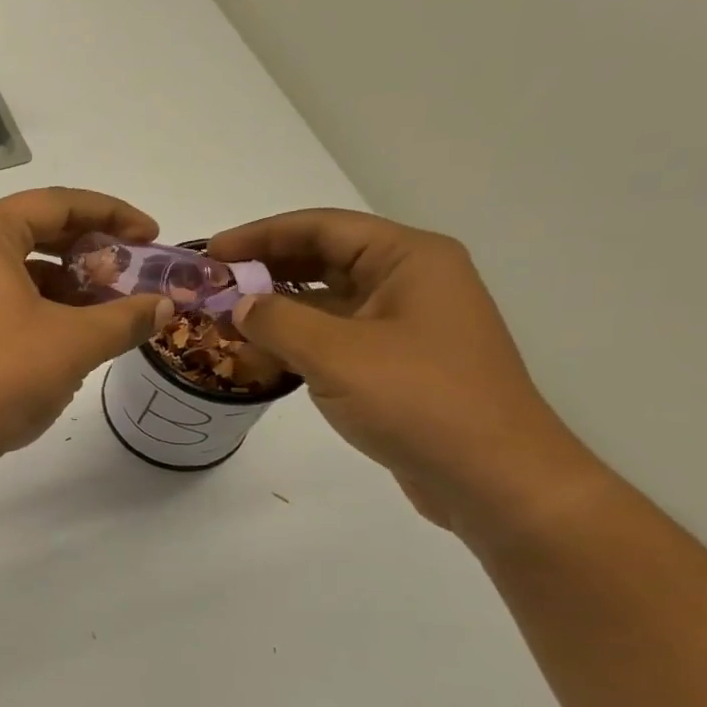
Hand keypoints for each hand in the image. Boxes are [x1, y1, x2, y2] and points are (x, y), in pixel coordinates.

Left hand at [0, 188, 174, 469]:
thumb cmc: (0, 374)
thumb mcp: (75, 342)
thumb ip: (126, 317)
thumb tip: (164, 307)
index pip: (59, 204)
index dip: (113, 215)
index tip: (152, 236)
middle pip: (40, 233)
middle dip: (92, 253)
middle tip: (133, 274)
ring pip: (24, 273)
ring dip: (71, 288)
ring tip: (113, 313)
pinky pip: (8, 303)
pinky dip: (45, 313)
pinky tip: (77, 341)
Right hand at [208, 210, 609, 540]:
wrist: (494, 479)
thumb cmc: (419, 401)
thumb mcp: (335, 354)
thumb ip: (276, 320)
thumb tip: (239, 306)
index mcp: (408, 259)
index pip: (321, 227)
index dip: (261, 234)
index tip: (212, 252)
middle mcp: (411, 281)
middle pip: (324, 258)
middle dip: (266, 269)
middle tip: (213, 285)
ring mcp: (406, 324)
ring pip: (328, 299)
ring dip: (277, 307)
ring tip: (226, 319)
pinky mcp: (399, 362)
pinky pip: (336, 335)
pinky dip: (297, 339)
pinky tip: (260, 353)